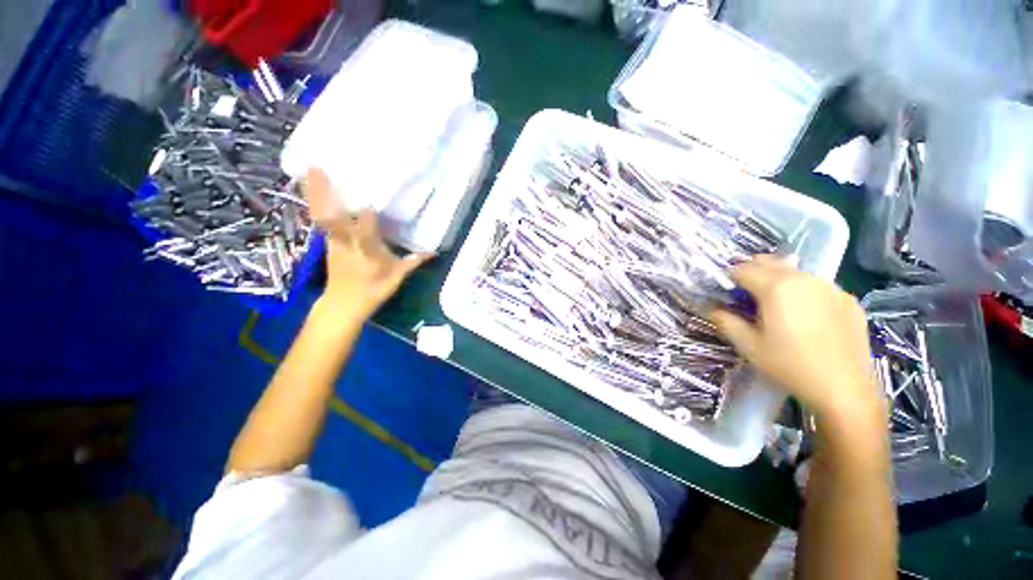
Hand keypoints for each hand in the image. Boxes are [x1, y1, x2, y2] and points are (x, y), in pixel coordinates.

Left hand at [304, 169, 430, 320]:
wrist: (344, 304)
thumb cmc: (373, 289)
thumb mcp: (397, 277)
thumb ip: (413, 262)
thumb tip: (433, 252)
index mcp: (366, 247)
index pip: (367, 222)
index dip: (367, 209)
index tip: (369, 190)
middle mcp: (347, 240)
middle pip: (333, 213)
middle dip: (324, 192)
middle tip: (316, 166)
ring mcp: (333, 241)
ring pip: (322, 214)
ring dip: (314, 193)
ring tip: (310, 171)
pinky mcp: (327, 243)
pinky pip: (320, 220)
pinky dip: (315, 205)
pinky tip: (314, 194)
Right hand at [709, 256, 878, 422]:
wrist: (844, 390)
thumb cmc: (789, 365)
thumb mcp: (748, 345)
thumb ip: (725, 321)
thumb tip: (710, 308)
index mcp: (777, 287)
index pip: (743, 269)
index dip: (728, 276)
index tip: (722, 289)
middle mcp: (804, 278)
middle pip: (770, 263)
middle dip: (752, 270)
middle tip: (742, 290)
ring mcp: (831, 287)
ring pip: (795, 272)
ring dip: (778, 278)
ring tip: (773, 301)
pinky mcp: (848, 300)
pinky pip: (817, 286)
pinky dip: (803, 291)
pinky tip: (804, 314)